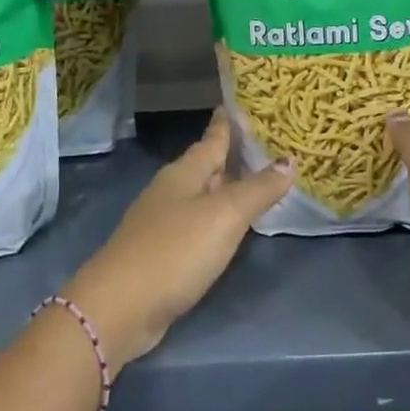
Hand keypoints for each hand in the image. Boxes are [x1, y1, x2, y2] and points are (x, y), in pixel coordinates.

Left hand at [64, 112, 292, 366]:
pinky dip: (218, 219)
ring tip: (256, 182)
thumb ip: (257, 189)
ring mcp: (163, 222)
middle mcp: (171, 190)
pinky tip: (230, 227)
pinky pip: (198, 224)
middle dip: (233, 155)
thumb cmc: (174, 251)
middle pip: (207, 165)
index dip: (228, 122)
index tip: (244, 103)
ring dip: (226, 188)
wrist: (120, 307)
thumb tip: (288, 160)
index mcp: (184, 173)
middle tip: (267, 144)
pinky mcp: (162, 252)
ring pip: (202, 195)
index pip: (212, 138)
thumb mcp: (223, 216)